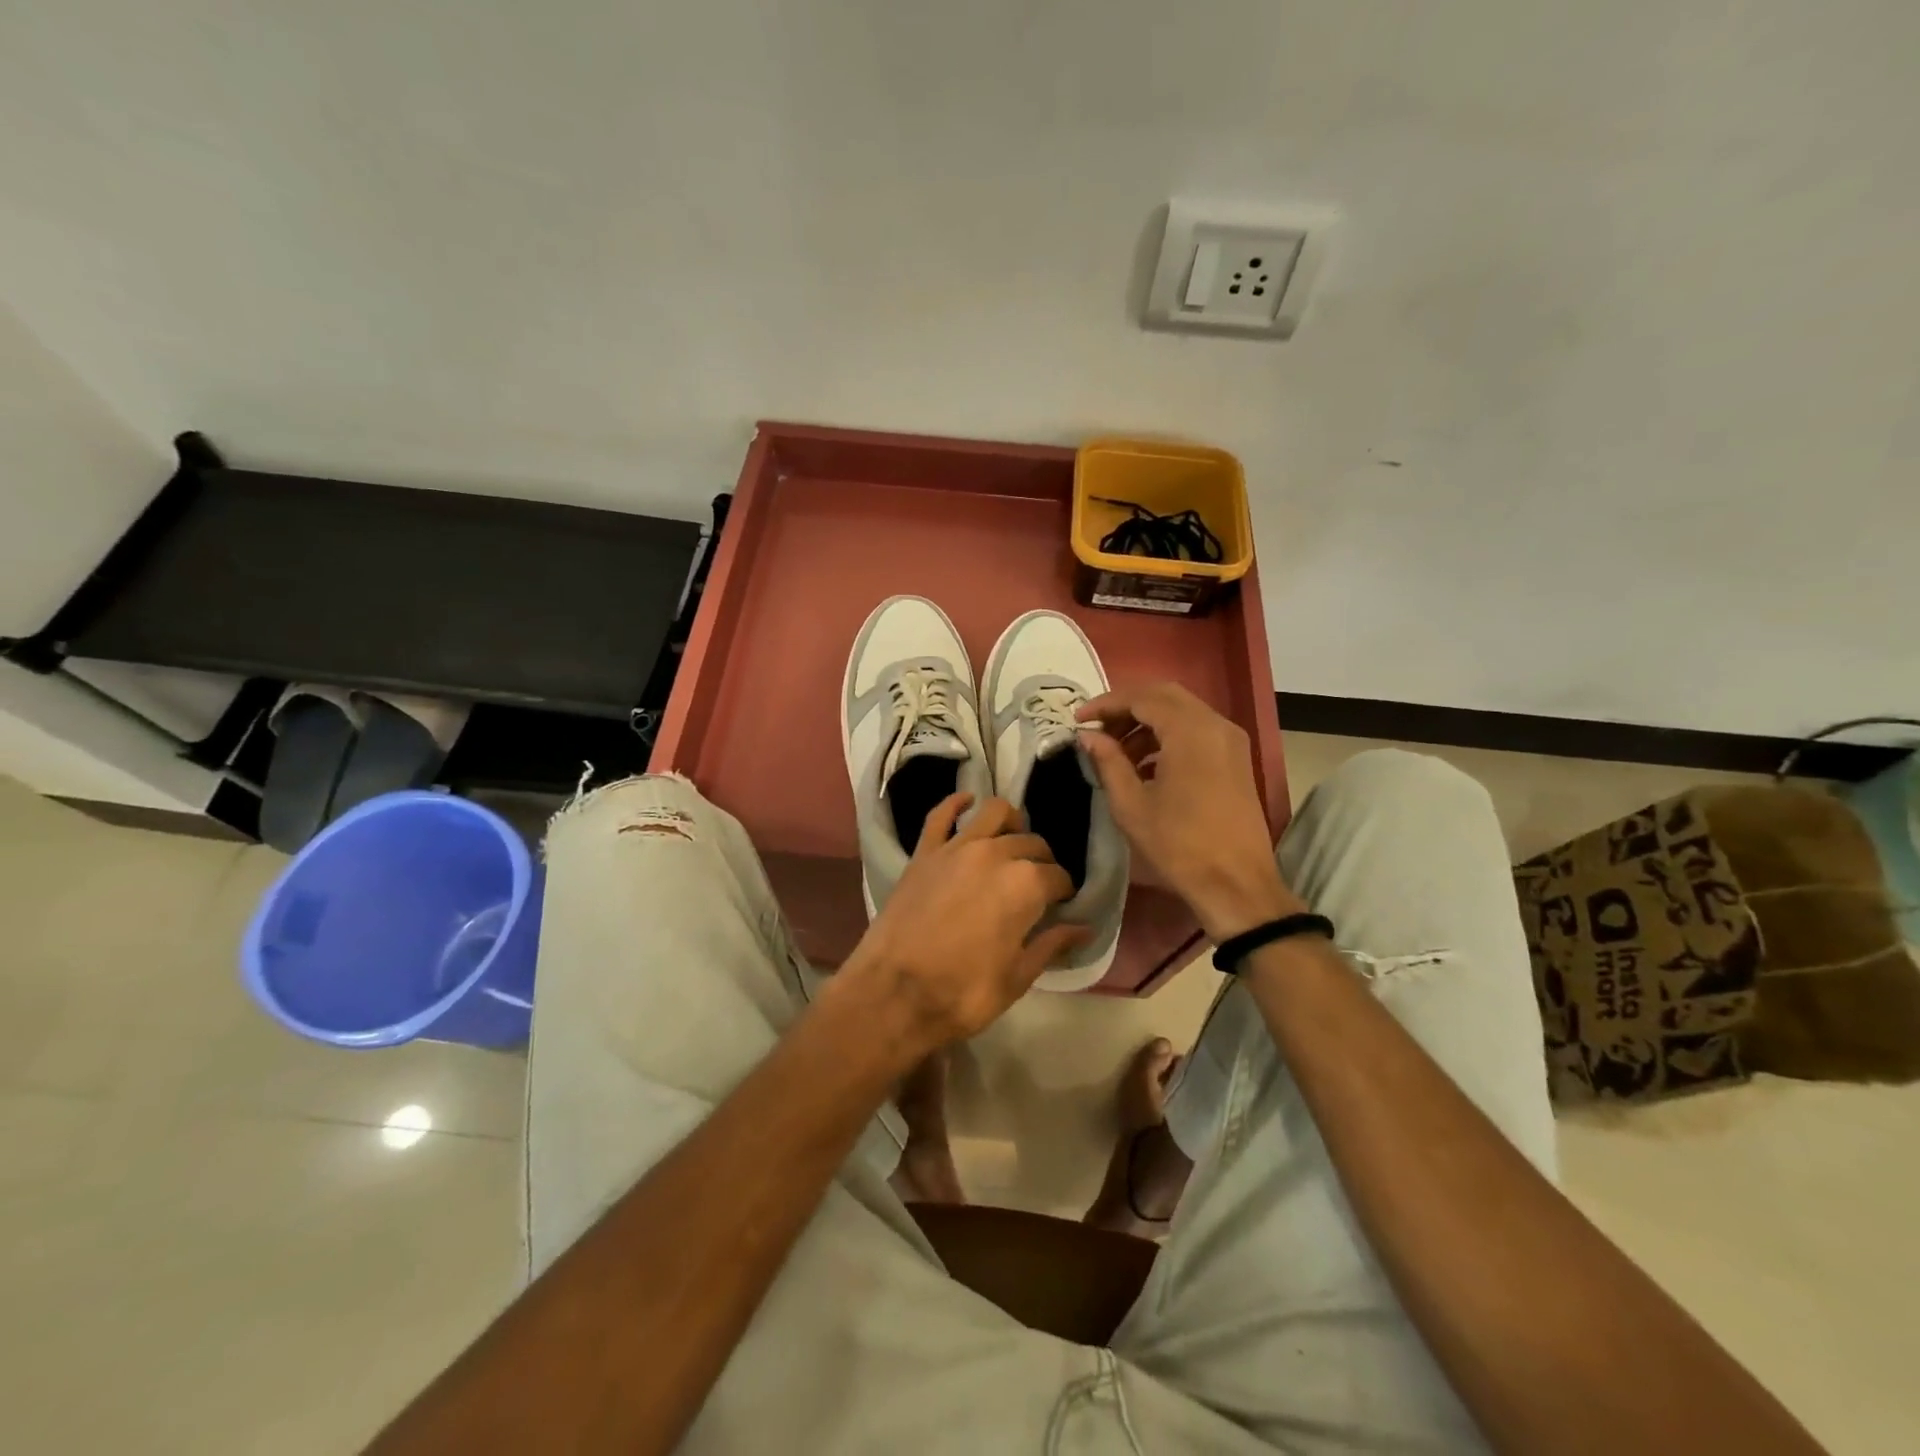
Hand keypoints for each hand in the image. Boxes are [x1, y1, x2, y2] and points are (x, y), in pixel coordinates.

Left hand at [835, 794, 1087, 1058]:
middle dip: (1042, 861)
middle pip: (1032, 843)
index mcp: (1026, 884)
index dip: (1063, 892)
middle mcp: (996, 853)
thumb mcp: (1017, 976)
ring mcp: (956, 847)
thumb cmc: (963, 992)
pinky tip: (966, 801)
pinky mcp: (924, 852)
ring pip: (994, 813)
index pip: (1058, 876)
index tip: (1060, 905)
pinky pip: (941, 814)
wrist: (893, 993)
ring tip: (1012, 841)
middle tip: (1037, 885)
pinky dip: (956, 803)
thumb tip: (1084, 928)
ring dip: (1011, 823)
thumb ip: (1052, 944)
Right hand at [1078, 682, 1302, 940]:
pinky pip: (1197, 730)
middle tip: (1097, 729)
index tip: (1078, 719)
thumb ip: (1107, 761)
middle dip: (1126, 707)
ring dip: (1147, 722)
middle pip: (1164, 696)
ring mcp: (1230, 740)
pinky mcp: (1236, 758)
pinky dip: (1168, 735)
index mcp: (1189, 731)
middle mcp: (1215, 724)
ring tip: (1117, 751)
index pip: (1141, 698)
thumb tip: (1087, 735)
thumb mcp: (1131, 804)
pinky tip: (1146, 765)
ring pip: (1182, 711)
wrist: (1236, 884)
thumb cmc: (1179, 846)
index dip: (1105, 704)